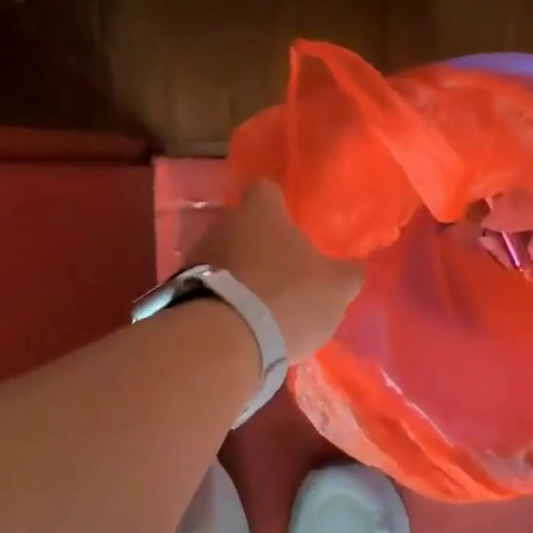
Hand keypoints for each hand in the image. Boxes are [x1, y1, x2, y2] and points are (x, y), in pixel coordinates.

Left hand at [189, 180, 363, 359]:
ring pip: (226, 259)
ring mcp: (195, 258)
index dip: (282, 206)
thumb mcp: (336, 288)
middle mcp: (223, 224)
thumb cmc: (288, 297)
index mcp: (261, 212)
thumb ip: (348, 273)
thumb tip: (353, 268)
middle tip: (286, 272)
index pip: (268, 191)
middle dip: (262, 246)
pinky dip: (225, 302)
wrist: (223, 341)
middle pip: (245, 227)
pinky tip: (243, 326)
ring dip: (242, 276)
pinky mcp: (179, 293)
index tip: (295, 226)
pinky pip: (210, 289)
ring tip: (264, 307)